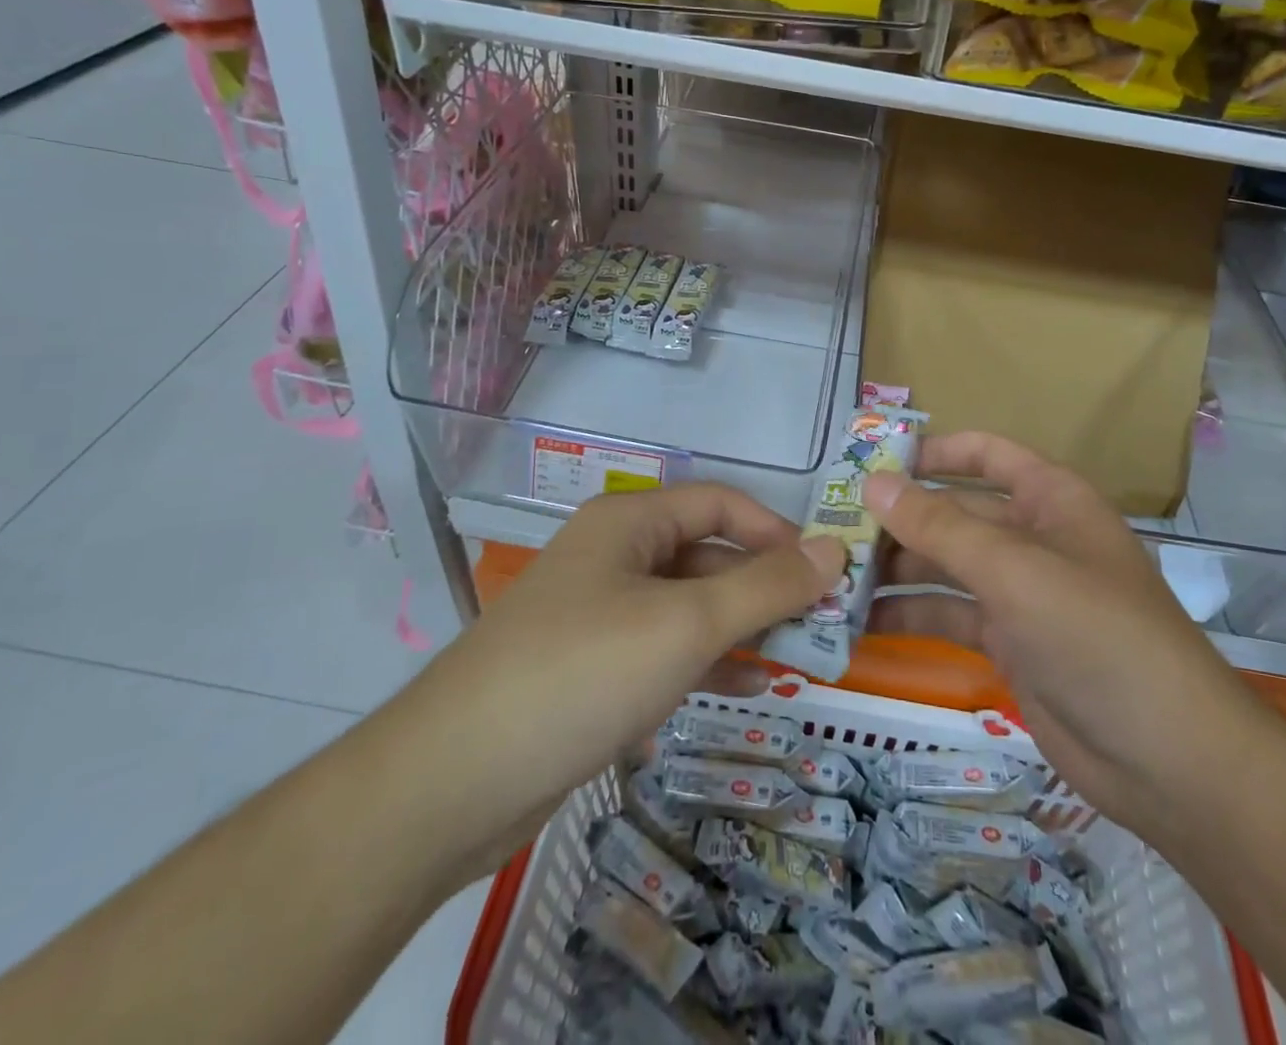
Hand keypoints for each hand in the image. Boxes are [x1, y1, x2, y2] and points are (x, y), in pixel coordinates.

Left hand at [379, 485, 844, 881]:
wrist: (453, 781)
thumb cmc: (582, 673)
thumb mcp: (686, 624)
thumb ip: (765, 587)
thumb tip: (833, 548)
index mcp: (629, 523)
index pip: (718, 503)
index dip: (774, 530)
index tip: (822, 571)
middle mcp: (612, 556)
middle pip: (705, 555)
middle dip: (762, 587)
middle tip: (819, 626)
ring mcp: (597, 613)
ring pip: (686, 606)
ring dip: (740, 628)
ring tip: (796, 661)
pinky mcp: (589, 668)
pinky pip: (662, 649)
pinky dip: (705, 661)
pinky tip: (745, 690)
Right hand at [863, 432, 1272, 835]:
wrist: (1170, 763)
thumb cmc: (1098, 637)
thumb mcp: (1015, 571)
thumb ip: (940, 527)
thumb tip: (872, 483)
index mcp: (1049, 499)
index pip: (985, 454)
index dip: (932, 452)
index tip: (872, 465)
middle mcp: (1032, 538)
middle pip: (953, 513)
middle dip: (897, 521)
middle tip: (830, 533)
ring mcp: (1019, 593)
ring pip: (944, 566)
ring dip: (894, 571)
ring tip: (833, 579)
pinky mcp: (1008, 643)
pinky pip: (948, 615)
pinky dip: (909, 616)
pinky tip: (860, 625)